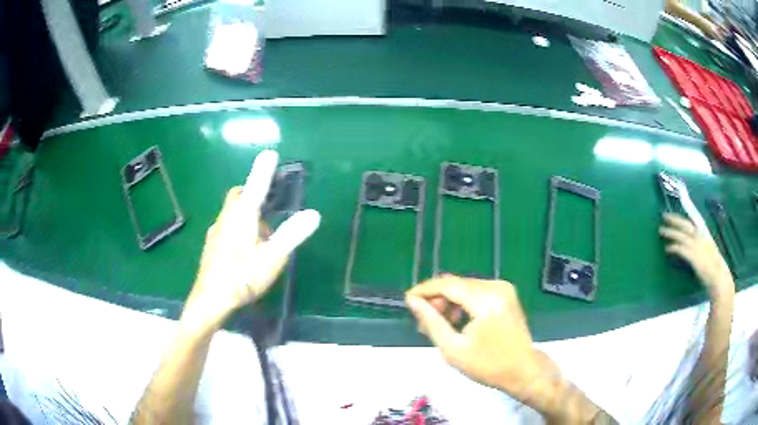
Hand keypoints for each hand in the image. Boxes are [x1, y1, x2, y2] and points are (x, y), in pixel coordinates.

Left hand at [186, 150, 320, 322]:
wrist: (210, 300)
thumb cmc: (242, 277)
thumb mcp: (272, 258)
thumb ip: (292, 235)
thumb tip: (313, 213)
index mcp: (242, 216)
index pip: (255, 186)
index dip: (264, 170)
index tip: (270, 153)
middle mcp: (226, 218)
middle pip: (239, 196)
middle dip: (253, 194)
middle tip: (270, 208)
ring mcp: (216, 232)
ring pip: (232, 213)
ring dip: (247, 215)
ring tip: (263, 238)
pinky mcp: (212, 245)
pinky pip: (227, 226)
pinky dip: (239, 228)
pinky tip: (245, 252)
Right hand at [405, 276, 541, 397]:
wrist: (523, 369)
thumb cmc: (488, 365)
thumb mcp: (453, 349)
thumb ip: (431, 322)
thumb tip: (413, 301)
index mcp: (486, 301)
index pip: (449, 285)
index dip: (425, 289)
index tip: (408, 299)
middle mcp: (497, 287)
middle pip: (457, 283)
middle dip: (437, 298)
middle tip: (422, 319)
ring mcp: (504, 288)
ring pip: (465, 286)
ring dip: (449, 300)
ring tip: (438, 323)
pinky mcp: (506, 293)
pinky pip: (476, 291)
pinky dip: (462, 302)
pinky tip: (455, 320)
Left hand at [659, 213, 733, 298]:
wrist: (718, 277)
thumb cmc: (714, 267)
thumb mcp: (708, 250)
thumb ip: (701, 244)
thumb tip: (691, 244)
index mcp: (705, 234)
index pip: (692, 221)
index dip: (681, 217)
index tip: (672, 213)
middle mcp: (700, 236)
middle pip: (685, 224)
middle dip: (674, 219)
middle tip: (663, 216)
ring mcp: (697, 246)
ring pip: (681, 235)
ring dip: (670, 232)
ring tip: (661, 231)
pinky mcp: (693, 256)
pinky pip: (680, 249)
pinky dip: (673, 247)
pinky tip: (667, 248)